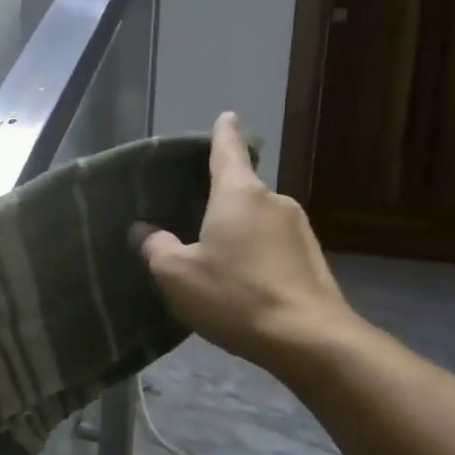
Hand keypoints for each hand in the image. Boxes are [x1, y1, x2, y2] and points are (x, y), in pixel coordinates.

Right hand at [134, 112, 360, 377]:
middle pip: (241, 190)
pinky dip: (255, 254)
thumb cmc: (234, 295)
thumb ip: (155, 247)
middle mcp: (273, 201)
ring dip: (237, 233)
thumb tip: (142, 230)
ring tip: (216, 261)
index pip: (227, 151)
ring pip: (257, 221)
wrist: (306, 338)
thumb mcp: (177, 274)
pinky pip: (272, 245)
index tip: (226, 116)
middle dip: (220, 201)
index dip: (222, 133)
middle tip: (194, 219)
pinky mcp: (311, 257)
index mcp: (238, 194)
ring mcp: (298, 229)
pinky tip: (242, 282)